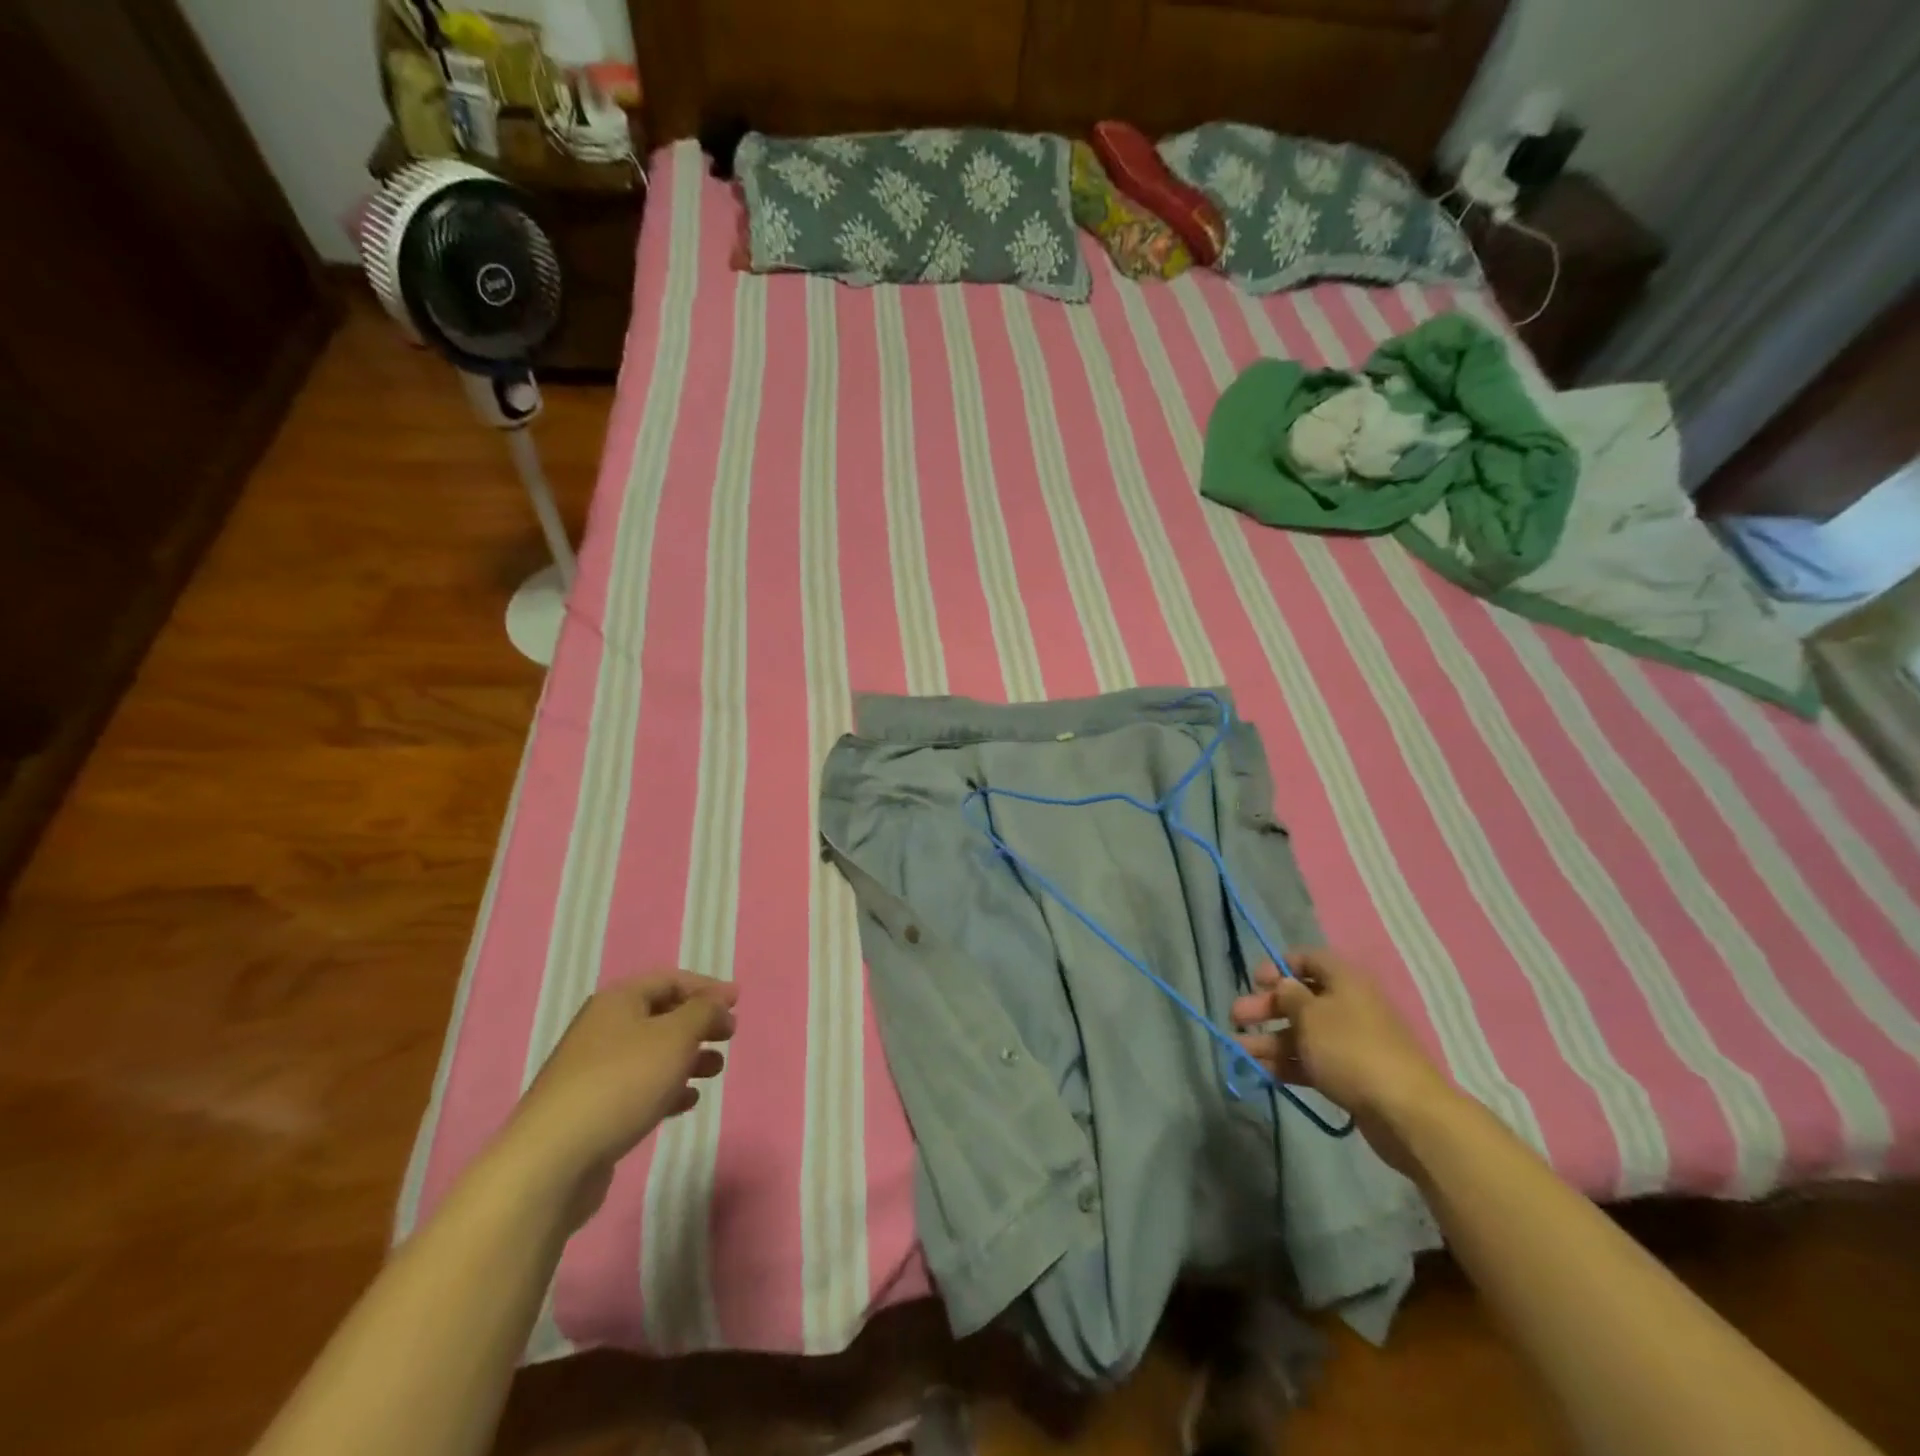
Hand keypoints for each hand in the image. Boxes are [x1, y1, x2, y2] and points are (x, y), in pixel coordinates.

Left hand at [502, 972, 736, 1224]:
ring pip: (652, 1053)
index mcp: (618, 1001)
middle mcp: (603, 1028)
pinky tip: (687, 1102)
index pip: (671, 980)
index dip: (707, 987)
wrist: (552, 1160)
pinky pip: (638, 1086)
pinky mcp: (592, 1108)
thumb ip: (704, 1012)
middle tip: (729, 1036)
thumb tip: (718, 1002)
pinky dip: (667, 1087)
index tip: (738, 1002)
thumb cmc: (622, 1083)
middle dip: (699, 1023)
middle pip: (661, 1015)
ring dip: (687, 1057)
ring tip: (715, 1071)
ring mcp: (593, 1070)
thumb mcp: (675, 1036)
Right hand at [1231, 949, 1451, 1175]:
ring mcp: (1350, 1042)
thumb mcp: (1311, 1015)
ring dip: (1269, 1039)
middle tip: (1236, 1017)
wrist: (1406, 1112)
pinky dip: (1287, 1063)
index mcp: (1344, 981)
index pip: (1308, 959)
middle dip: (1266, 1007)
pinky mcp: (1350, 1074)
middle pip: (1300, 998)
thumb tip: (1284, 984)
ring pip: (1303, 1033)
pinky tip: (1260, 1070)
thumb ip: (1289, 995)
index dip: (1279, 966)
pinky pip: (1312, 1061)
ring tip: (1238, 1049)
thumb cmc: (1351, 1049)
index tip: (1255, 982)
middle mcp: (1349, 1006)